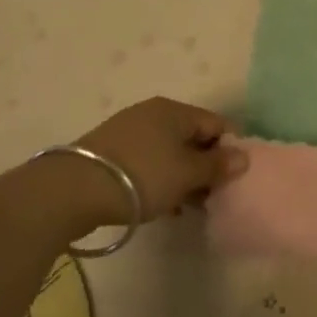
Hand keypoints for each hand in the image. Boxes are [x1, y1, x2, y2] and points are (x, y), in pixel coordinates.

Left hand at [76, 97, 247, 219]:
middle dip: (204, 165)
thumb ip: (217, 166)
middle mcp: (153, 113)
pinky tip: (160, 205)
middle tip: (210, 196)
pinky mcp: (109, 152)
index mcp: (175, 110)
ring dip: (181, 176)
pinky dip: (159, 179)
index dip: (229, 149)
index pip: (216, 124)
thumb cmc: (142, 176)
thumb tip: (243, 157)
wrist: (73, 190)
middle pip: (192, 137)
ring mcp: (128, 131)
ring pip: (168, 151)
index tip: (232, 179)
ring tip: (186, 206)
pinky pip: (147, 162)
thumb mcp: (187, 173)